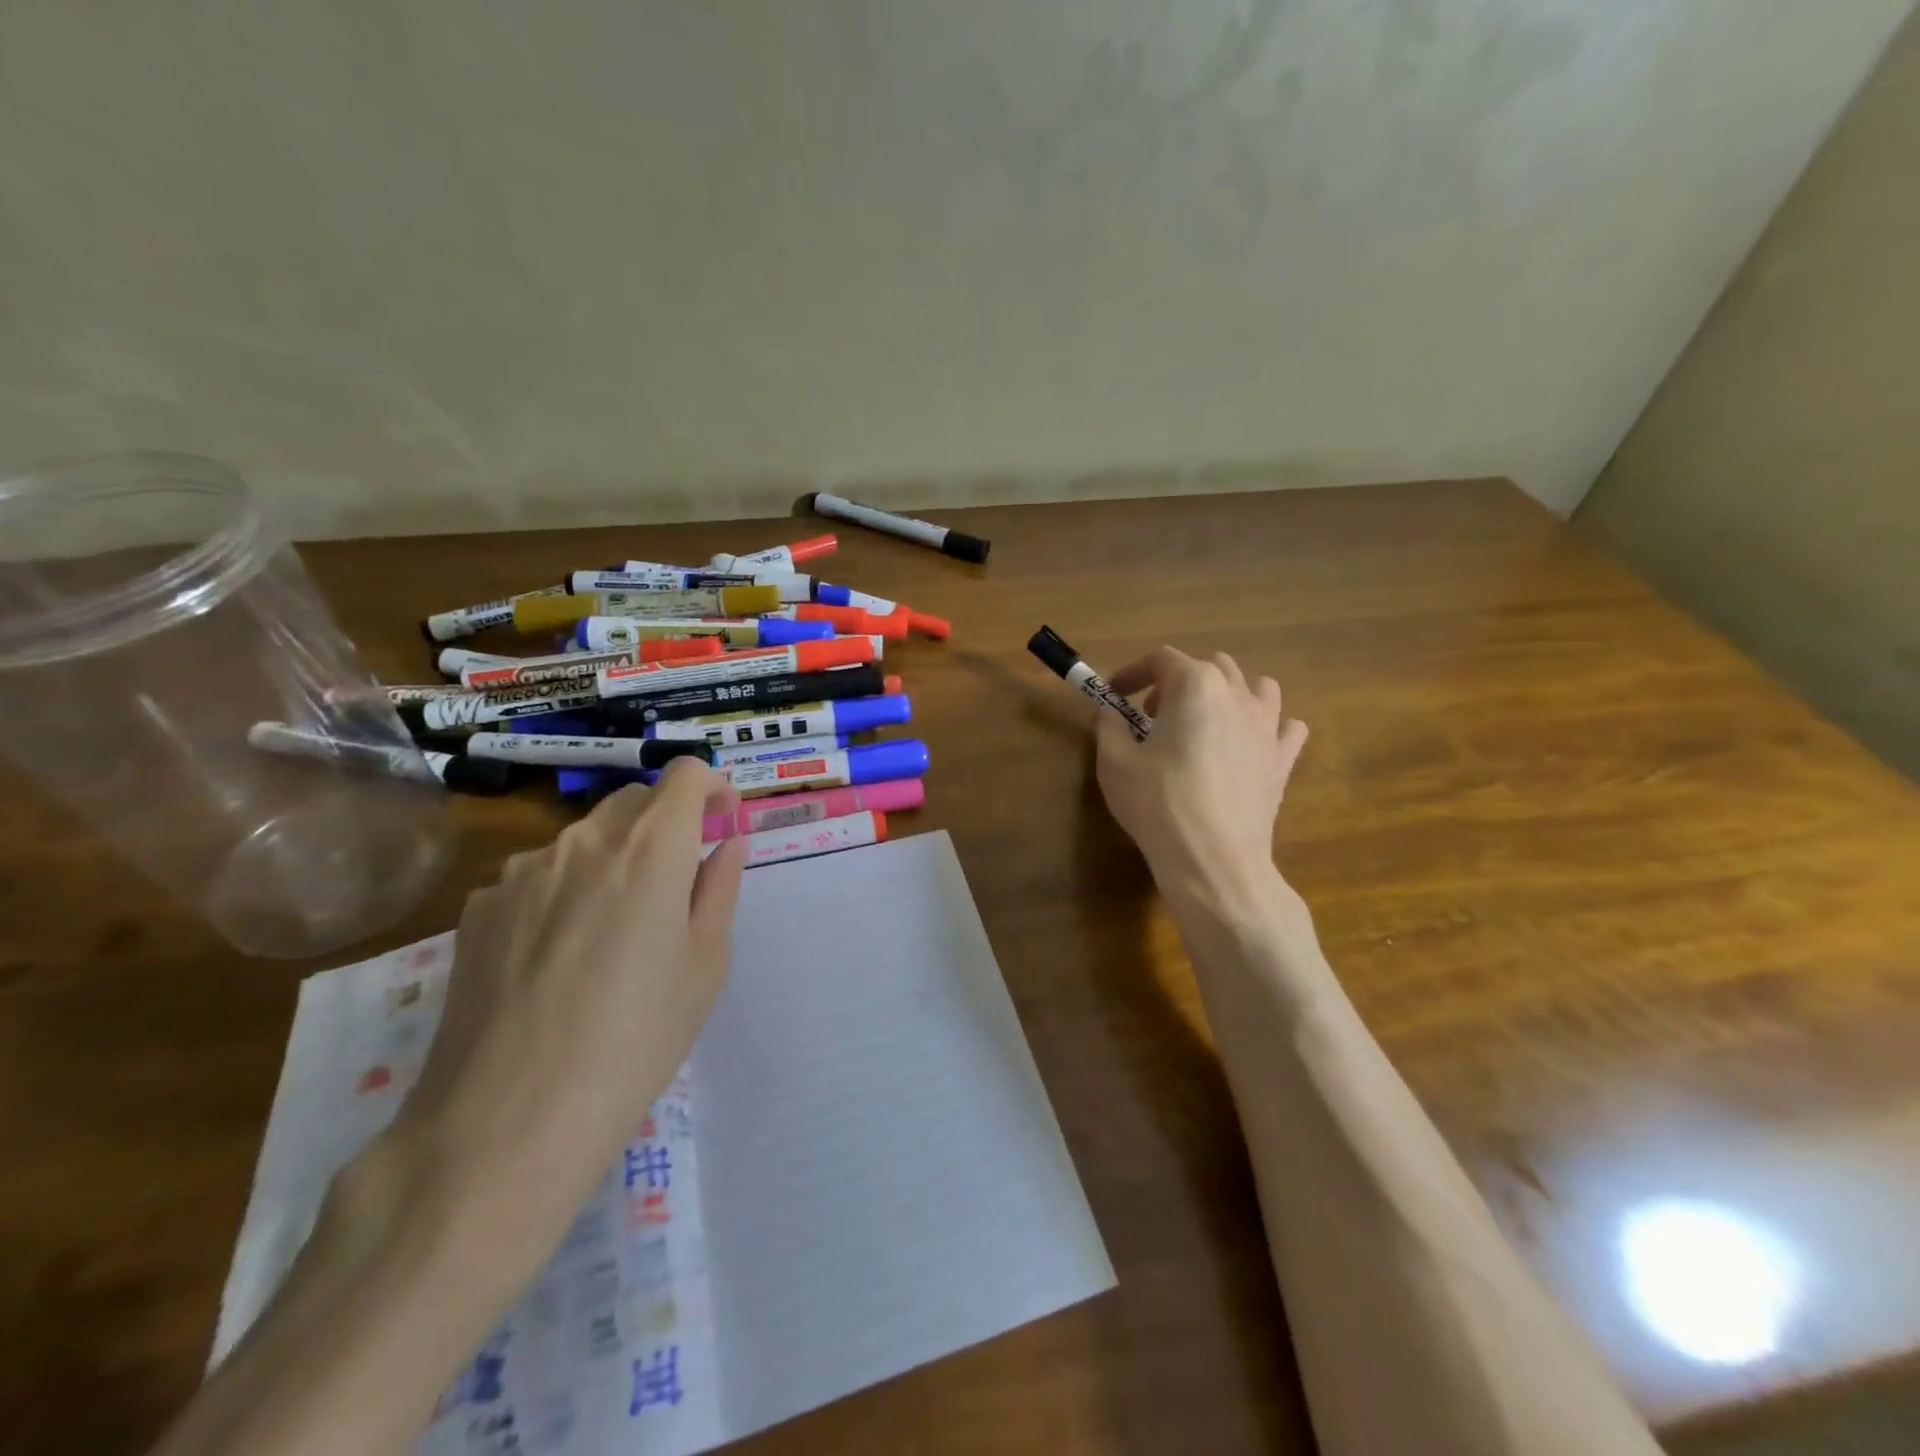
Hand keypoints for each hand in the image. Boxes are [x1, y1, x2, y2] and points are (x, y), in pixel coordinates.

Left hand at [383, 760, 746, 1272]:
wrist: (506, 1121)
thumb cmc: (635, 1041)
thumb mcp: (704, 966)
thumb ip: (720, 890)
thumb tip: (727, 846)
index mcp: (651, 849)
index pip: (686, 774)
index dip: (713, 788)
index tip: (723, 823)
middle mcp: (584, 842)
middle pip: (634, 801)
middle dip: (667, 823)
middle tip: (679, 881)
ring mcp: (522, 872)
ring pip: (584, 839)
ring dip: (614, 858)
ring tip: (615, 930)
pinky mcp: (478, 908)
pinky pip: (537, 877)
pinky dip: (564, 890)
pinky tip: (559, 956)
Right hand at [1094, 647, 1308, 893]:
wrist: (1212, 857)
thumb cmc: (1157, 803)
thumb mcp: (1115, 762)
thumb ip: (1109, 725)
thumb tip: (1108, 711)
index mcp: (1195, 685)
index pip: (1161, 659)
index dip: (1132, 672)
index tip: (1113, 695)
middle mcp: (1237, 695)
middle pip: (1210, 666)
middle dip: (1178, 681)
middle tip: (1152, 715)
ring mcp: (1268, 726)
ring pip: (1257, 687)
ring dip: (1228, 694)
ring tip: (1205, 722)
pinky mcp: (1282, 760)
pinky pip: (1286, 728)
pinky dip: (1268, 727)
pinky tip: (1249, 744)